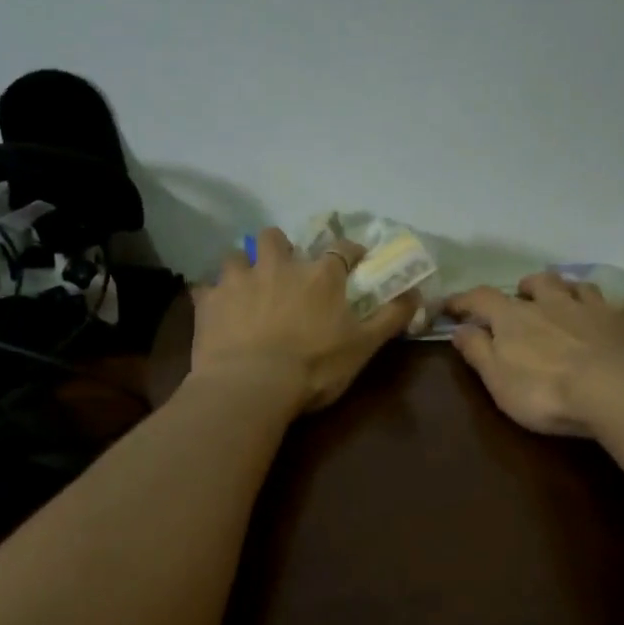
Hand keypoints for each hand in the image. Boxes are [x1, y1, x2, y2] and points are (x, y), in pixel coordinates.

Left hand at [190, 228, 419, 414]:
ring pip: (236, 256)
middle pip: (276, 238)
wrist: (252, 386)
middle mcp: (278, 265)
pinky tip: (217, 312)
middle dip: (281, 248)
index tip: (355, 260)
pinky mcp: (209, 301)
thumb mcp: (363, 346)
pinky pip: (206, 289)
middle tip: (284, 271)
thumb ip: (390, 317)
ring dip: (243, 267)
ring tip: (246, 288)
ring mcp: (238, 279)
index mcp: (320, 274)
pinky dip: (213, 298)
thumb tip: (417, 295)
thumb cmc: (315, 367)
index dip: (350, 252)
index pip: (341, 248)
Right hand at [444, 272, 623, 435]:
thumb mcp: (497, 379)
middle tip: (522, 297)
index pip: (481, 298)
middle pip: (539, 282)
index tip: (450, 306)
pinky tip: (622, 316)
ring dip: (570, 290)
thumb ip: (477, 351)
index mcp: (515, 317)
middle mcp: (554, 303)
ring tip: (567, 300)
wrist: (615, 390)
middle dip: (527, 287)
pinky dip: (620, 310)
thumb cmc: (545, 390)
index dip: (464, 300)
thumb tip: (459, 328)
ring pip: (580, 287)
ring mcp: (594, 309)